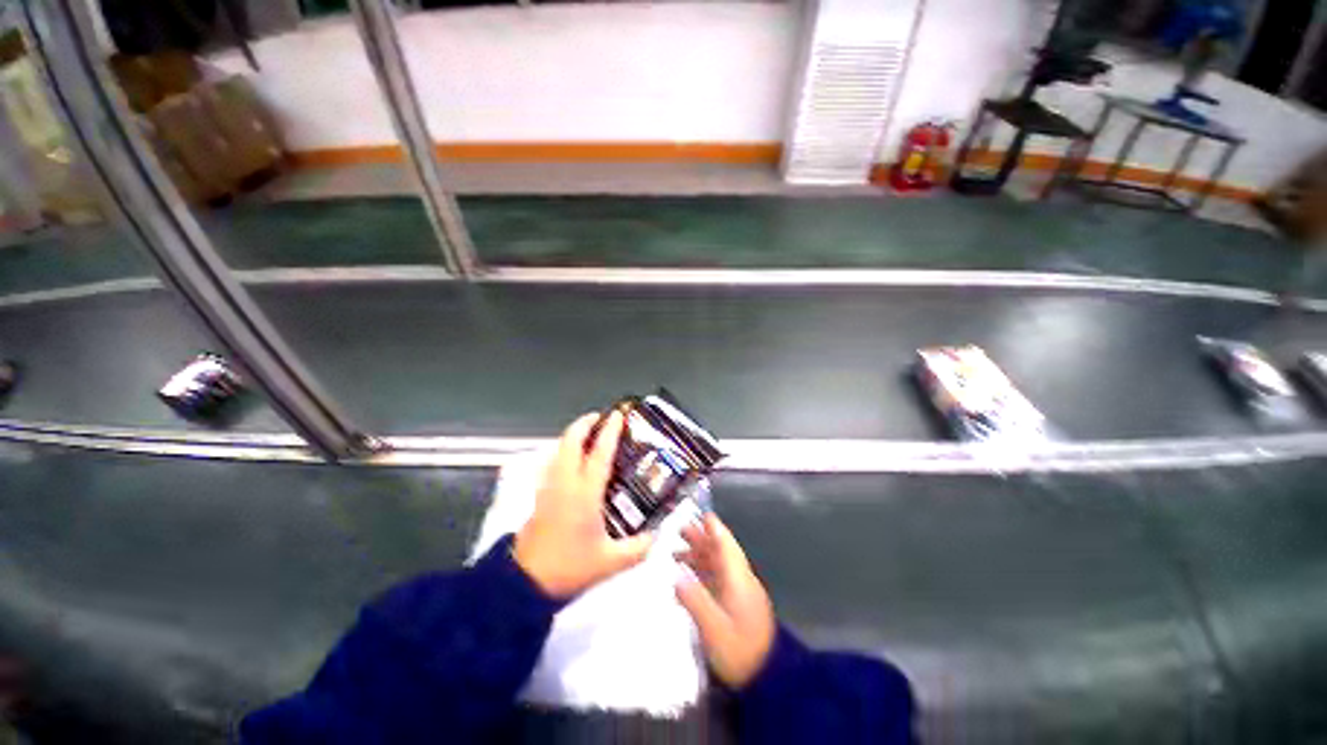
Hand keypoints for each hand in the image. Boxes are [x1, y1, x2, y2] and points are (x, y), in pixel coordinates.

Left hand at [514, 411, 653, 598]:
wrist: (526, 583)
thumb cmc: (569, 567)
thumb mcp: (610, 562)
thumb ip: (638, 548)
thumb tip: (656, 535)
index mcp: (585, 494)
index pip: (599, 454)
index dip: (610, 432)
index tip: (617, 416)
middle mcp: (565, 483)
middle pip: (570, 442)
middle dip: (584, 423)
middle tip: (600, 418)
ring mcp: (549, 487)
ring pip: (558, 450)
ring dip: (572, 435)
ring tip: (588, 433)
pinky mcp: (540, 495)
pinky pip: (552, 462)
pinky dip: (563, 451)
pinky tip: (571, 459)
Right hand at [675, 514, 776, 688]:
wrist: (768, 679)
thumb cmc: (741, 652)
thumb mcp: (715, 629)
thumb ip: (695, 601)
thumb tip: (676, 576)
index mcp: (738, 579)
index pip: (725, 546)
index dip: (713, 528)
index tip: (700, 513)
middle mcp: (740, 580)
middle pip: (720, 552)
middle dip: (701, 538)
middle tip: (680, 528)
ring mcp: (739, 593)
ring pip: (718, 565)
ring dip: (700, 555)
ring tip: (677, 552)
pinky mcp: (737, 605)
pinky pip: (717, 579)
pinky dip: (703, 572)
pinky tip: (688, 577)